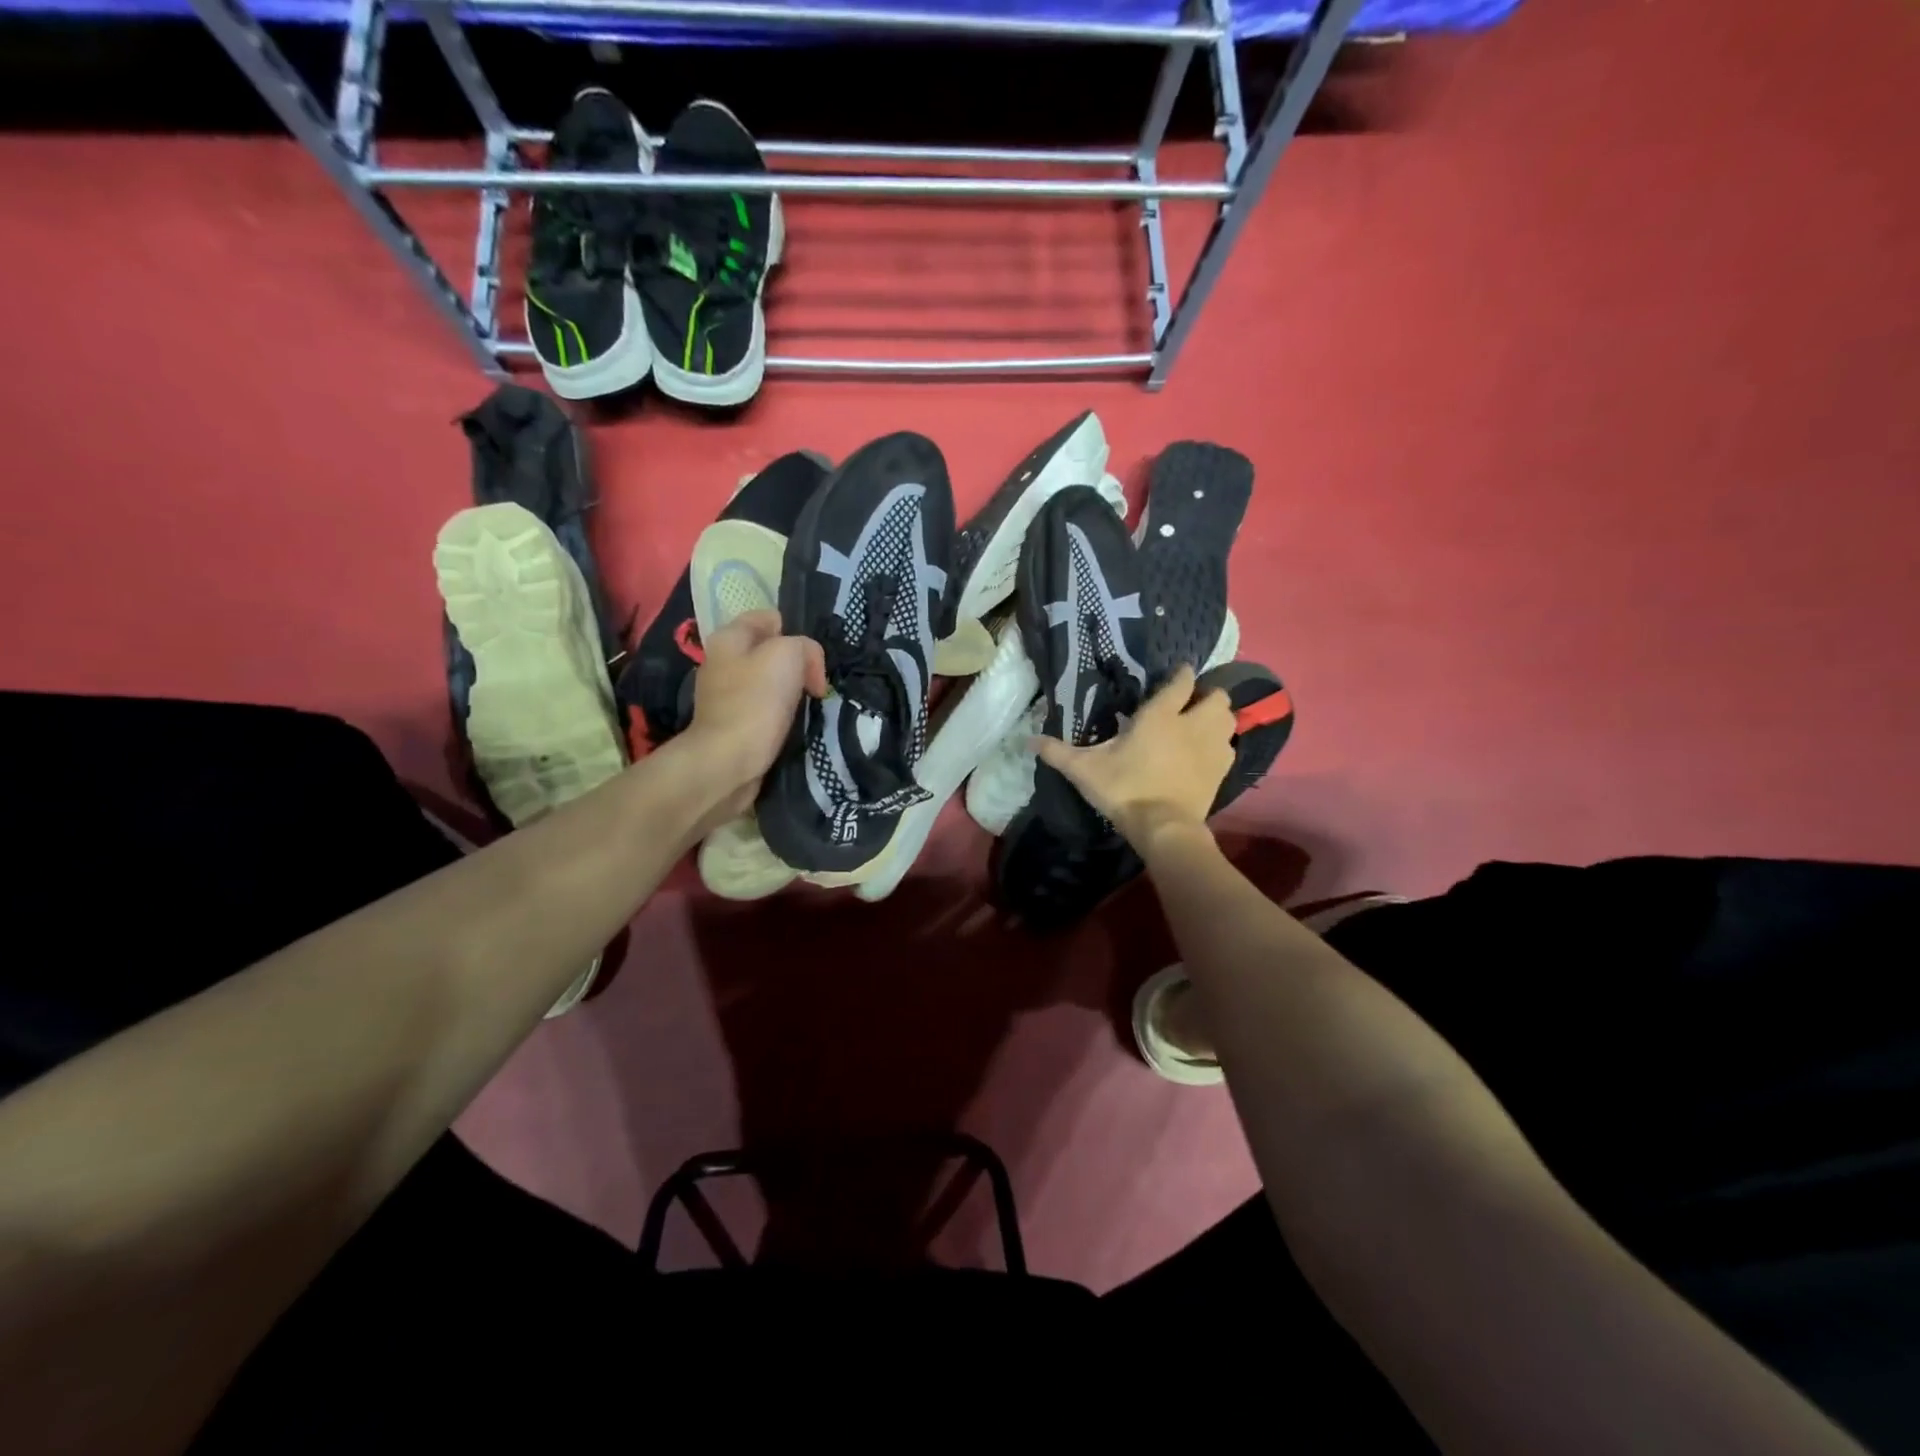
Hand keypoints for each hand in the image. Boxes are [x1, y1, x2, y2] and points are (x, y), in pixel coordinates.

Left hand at [684, 610, 826, 819]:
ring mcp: (725, 696)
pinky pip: (766, 710)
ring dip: (792, 693)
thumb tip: (809, 669)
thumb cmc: (756, 702)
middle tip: (815, 684)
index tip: (812, 658)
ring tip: (809, 706)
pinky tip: (794, 726)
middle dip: (797, 665)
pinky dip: (782, 716)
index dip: (795, 632)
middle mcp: (722, 663)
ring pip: (770, 683)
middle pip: (771, 652)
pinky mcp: (734, 725)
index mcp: (728, 638)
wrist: (727, 762)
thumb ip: (805, 647)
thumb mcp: (789, 655)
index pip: (768, 618)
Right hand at [1036, 665, 1233, 852]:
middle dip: (1206, 695)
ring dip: (1218, 718)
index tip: (1178, 674)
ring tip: (1201, 725)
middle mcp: (1192, 723)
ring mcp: (1213, 747)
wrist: (1163, 827)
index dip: (1182, 674)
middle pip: (1216, 696)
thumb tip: (1027, 740)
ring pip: (1228, 719)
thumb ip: (1057, 752)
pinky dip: (1222, 745)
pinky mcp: (1222, 770)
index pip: (1181, 681)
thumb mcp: (1084, 770)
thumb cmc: (1124, 789)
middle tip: (1189, 704)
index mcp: (1160, 715)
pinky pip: (1230, 747)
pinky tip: (1207, 754)